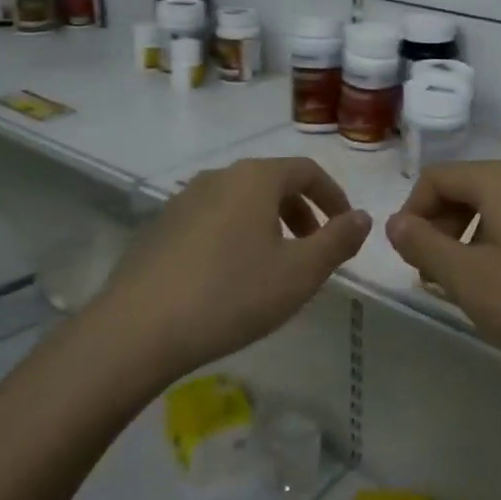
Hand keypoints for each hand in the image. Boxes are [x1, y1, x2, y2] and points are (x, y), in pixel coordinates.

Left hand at [92, 157, 370, 377]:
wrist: (138, 329)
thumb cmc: (231, 294)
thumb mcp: (299, 273)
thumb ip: (338, 240)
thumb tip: (362, 217)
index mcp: (255, 178)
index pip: (307, 170)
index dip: (334, 196)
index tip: (346, 228)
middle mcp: (219, 177)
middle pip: (273, 182)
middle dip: (302, 212)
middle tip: (314, 249)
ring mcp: (184, 199)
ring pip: (241, 201)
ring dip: (269, 225)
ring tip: (275, 265)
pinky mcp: (161, 226)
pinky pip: (213, 219)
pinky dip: (236, 235)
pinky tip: (230, 277)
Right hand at [385, 160, 500, 385]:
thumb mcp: (473, 281)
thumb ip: (426, 247)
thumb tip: (395, 222)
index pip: (437, 177)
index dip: (411, 213)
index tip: (407, 259)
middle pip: (466, 189)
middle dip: (439, 228)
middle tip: (433, 277)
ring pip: (495, 208)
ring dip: (468, 240)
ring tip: (467, 288)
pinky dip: (499, 246)